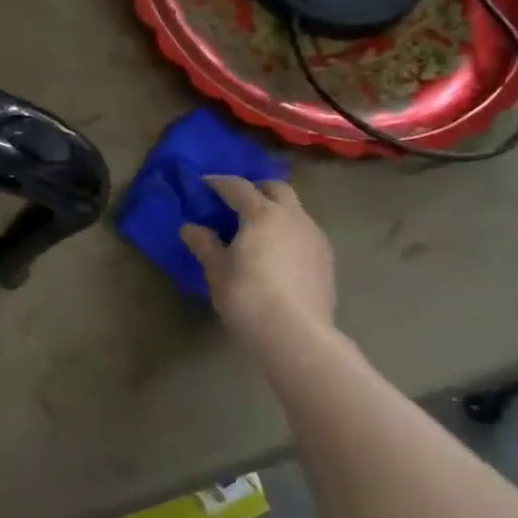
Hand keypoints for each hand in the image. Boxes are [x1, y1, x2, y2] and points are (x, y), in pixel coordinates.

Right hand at [181, 177, 335, 351]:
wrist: (296, 334)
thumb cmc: (248, 296)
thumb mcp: (216, 270)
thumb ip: (204, 244)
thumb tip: (190, 228)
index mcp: (262, 214)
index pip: (238, 187)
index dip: (219, 183)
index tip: (204, 184)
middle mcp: (293, 217)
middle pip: (276, 189)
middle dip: (256, 189)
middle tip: (236, 203)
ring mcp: (315, 237)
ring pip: (295, 211)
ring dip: (276, 211)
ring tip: (257, 231)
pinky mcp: (327, 259)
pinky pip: (305, 233)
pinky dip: (288, 232)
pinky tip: (277, 254)